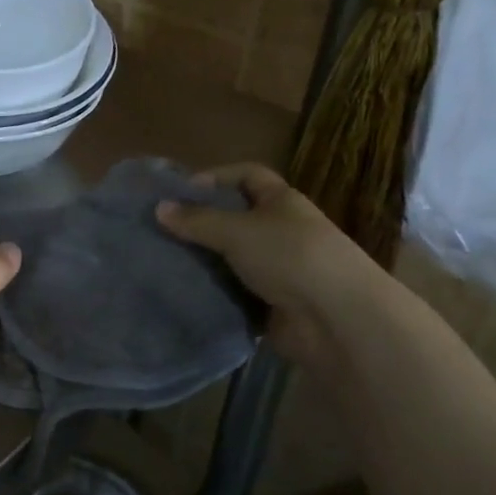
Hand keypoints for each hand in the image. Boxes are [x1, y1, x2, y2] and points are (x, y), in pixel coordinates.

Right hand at [157, 164, 394, 370]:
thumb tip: (159, 208)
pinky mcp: (272, 304)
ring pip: (233, 259)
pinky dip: (215, 294)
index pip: (247, 175)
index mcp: (281, 201)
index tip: (180, 193)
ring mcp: (278, 269)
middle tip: (162, 232)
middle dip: (202, 224)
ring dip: (205, 263)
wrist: (336, 319)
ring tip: (164, 263)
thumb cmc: (290, 256)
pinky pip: (236, 294)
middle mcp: (281, 231)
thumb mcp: (238, 231)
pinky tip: (184, 294)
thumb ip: (197, 220)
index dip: (216, 178)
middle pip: (236, 219)